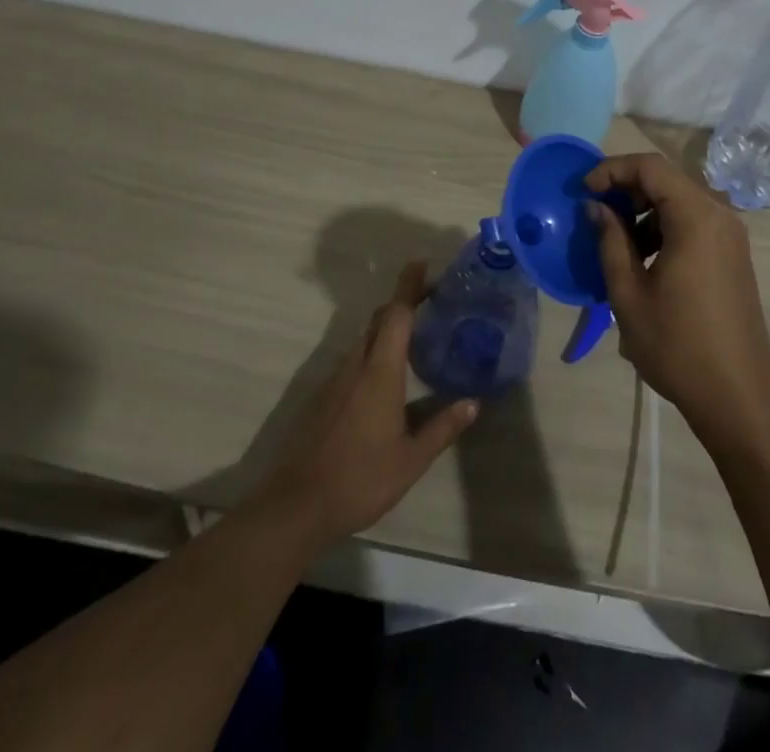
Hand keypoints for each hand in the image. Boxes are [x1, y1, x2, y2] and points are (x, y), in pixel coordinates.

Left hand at [250, 262, 477, 548]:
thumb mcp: (411, 459)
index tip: (421, 263)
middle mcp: (356, 365)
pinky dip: (373, 352)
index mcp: (380, 371)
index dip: (408, 286)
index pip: (396, 315)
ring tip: (414, 337)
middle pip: (378, 320)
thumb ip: (442, 428)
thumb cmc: (360, 479)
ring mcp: (335, 380)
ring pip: (364, 339)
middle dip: (401, 303)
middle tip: (429, 300)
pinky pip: (353, 360)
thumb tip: (472, 403)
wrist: (297, 505)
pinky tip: (386, 377)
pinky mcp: (323, 397)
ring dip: (386, 329)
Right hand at [586, 153, 769, 446]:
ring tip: (615, 243)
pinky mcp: (733, 256)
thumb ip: (610, 240)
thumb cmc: (677, 345)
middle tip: (595, 214)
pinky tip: (644, 261)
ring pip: (679, 202)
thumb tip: (596, 207)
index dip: (612, 170)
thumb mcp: (629, 293)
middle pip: (666, 181)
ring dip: (643, 212)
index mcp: (695, 217)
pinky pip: (694, 224)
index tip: (583, 192)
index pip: (650, 167)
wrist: (739, 397)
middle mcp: (719, 216)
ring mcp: (730, 236)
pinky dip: (664, 228)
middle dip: (626, 190)